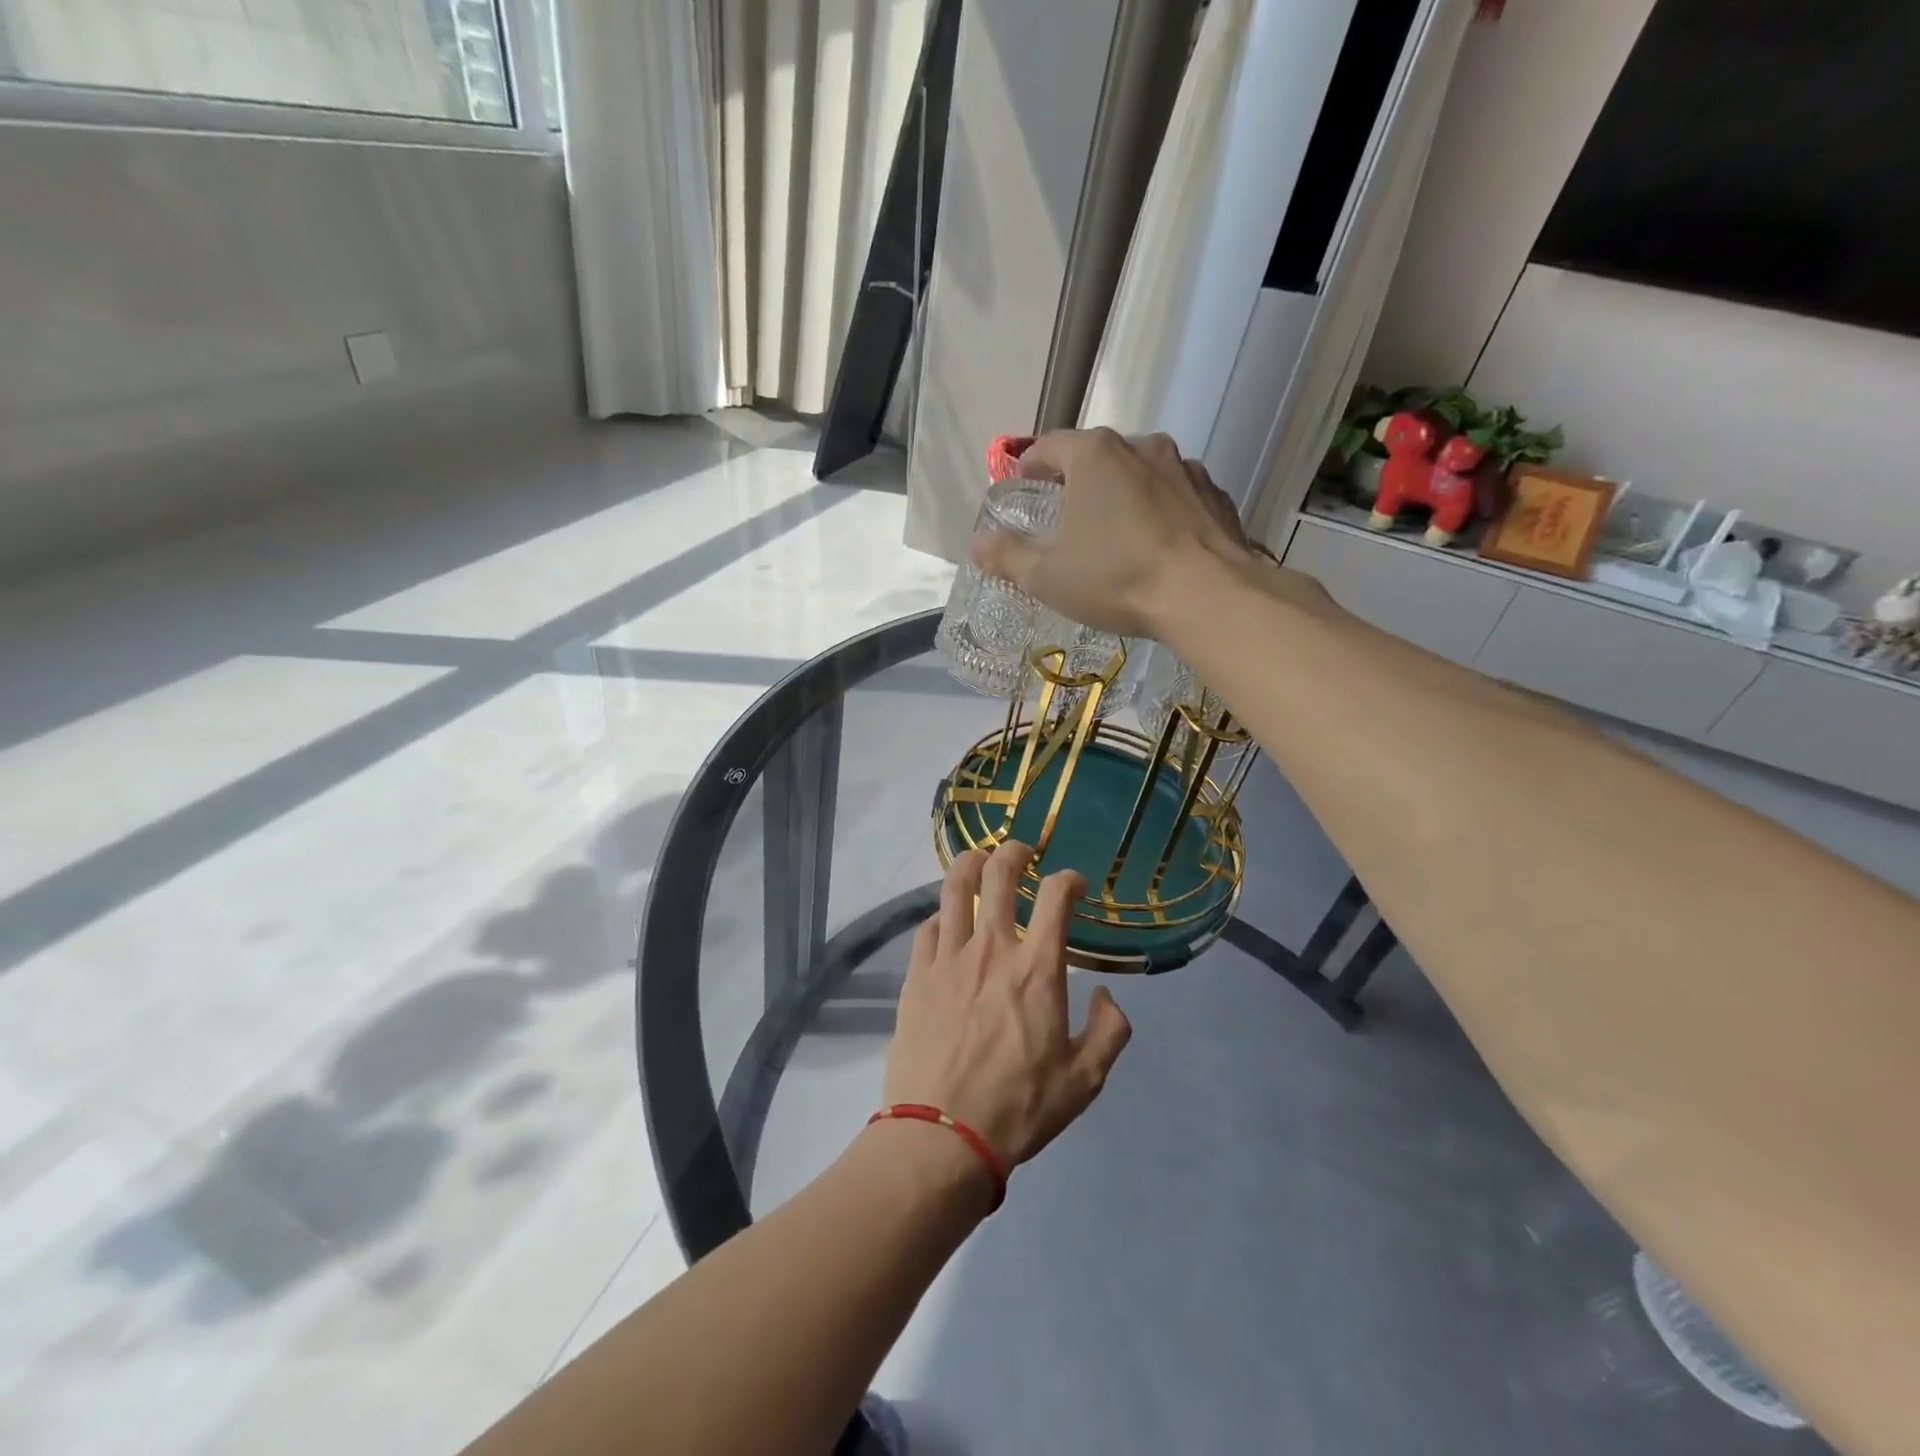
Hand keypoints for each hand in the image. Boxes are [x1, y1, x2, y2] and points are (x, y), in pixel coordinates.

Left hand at [883, 841, 1132, 1172]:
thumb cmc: (1019, 1108)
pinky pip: (928, 927)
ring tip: (979, 860)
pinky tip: (947, 921)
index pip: (1057, 898)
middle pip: (1000, 875)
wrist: (941, 1136)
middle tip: (1022, 852)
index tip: (1073, 885)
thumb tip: (1107, 996)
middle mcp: (992, 949)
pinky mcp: (916, 974)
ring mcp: (948, 958)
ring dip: (970, 864)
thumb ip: (1110, 1032)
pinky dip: (942, 914)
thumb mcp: (1085, 1081)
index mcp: (1037, 969)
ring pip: (955, 888)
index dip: (1069, 881)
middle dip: (1014, 853)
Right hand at [970, 429, 1253, 637]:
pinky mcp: (1216, 497)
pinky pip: (1176, 498)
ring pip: (1141, 475)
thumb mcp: (1046, 575)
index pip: (1049, 446)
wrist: (1208, 596)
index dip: (1029, 466)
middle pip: (1097, 457)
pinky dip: (1161, 513)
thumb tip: (978, 542)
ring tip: (1116, 534)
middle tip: (1067, 517)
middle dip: (1078, 482)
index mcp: (1095, 455)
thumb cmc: (1116, 577)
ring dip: (1123, 496)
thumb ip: (1006, 555)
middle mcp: (1142, 447)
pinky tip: (1157, 547)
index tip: (1023, 487)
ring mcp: (1186, 468)